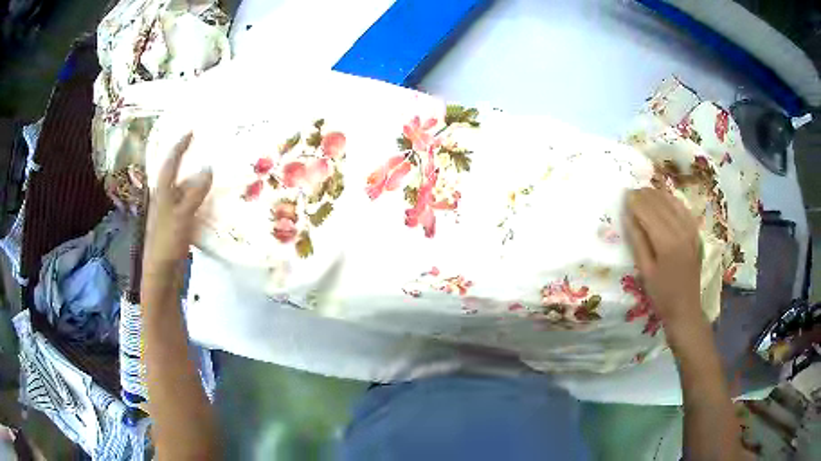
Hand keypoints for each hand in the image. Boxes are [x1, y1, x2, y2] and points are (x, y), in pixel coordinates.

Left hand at [143, 133, 211, 279]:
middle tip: (207, 151)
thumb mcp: (181, 215)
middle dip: (191, 163)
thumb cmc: (166, 242)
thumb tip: (209, 168)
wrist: (161, 274)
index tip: (191, 131)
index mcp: (162, 193)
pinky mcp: (178, 227)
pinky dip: (201, 202)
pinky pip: (191, 208)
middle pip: (178, 176)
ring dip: (198, 183)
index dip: (180, 147)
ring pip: (186, 193)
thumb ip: (194, 193)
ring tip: (214, 174)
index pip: (170, 163)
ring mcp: (171, 215)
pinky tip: (212, 203)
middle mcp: (165, 200)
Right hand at [624, 188, 703, 330]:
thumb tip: (627, 215)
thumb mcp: (645, 271)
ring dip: (656, 195)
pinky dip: (671, 200)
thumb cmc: (662, 294)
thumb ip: (637, 240)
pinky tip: (662, 200)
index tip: (623, 195)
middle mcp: (681, 229)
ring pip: (671, 201)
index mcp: (667, 242)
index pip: (648, 211)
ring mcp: (691, 229)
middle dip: (644, 195)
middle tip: (630, 194)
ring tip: (643, 195)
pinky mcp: (695, 231)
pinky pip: (682, 207)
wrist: (686, 308)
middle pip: (659, 202)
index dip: (635, 201)